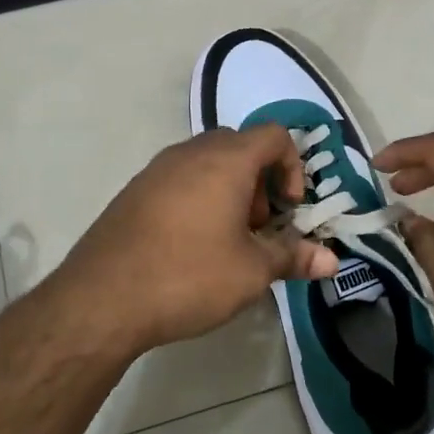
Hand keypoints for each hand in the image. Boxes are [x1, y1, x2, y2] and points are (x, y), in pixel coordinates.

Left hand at [51, 124, 338, 354]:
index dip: (293, 167)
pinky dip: (198, 198)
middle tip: (260, 227)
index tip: (290, 209)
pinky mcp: (134, 191)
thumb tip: (332, 261)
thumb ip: (293, 257)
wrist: (102, 298)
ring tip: (227, 241)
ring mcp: (156, 169)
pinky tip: (191, 246)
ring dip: (229, 191)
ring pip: (207, 163)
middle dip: (261, 182)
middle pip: (240, 146)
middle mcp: (190, 152)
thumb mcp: (251, 271)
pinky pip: (179, 180)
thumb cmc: (189, 276)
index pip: (274, 135)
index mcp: (226, 160)